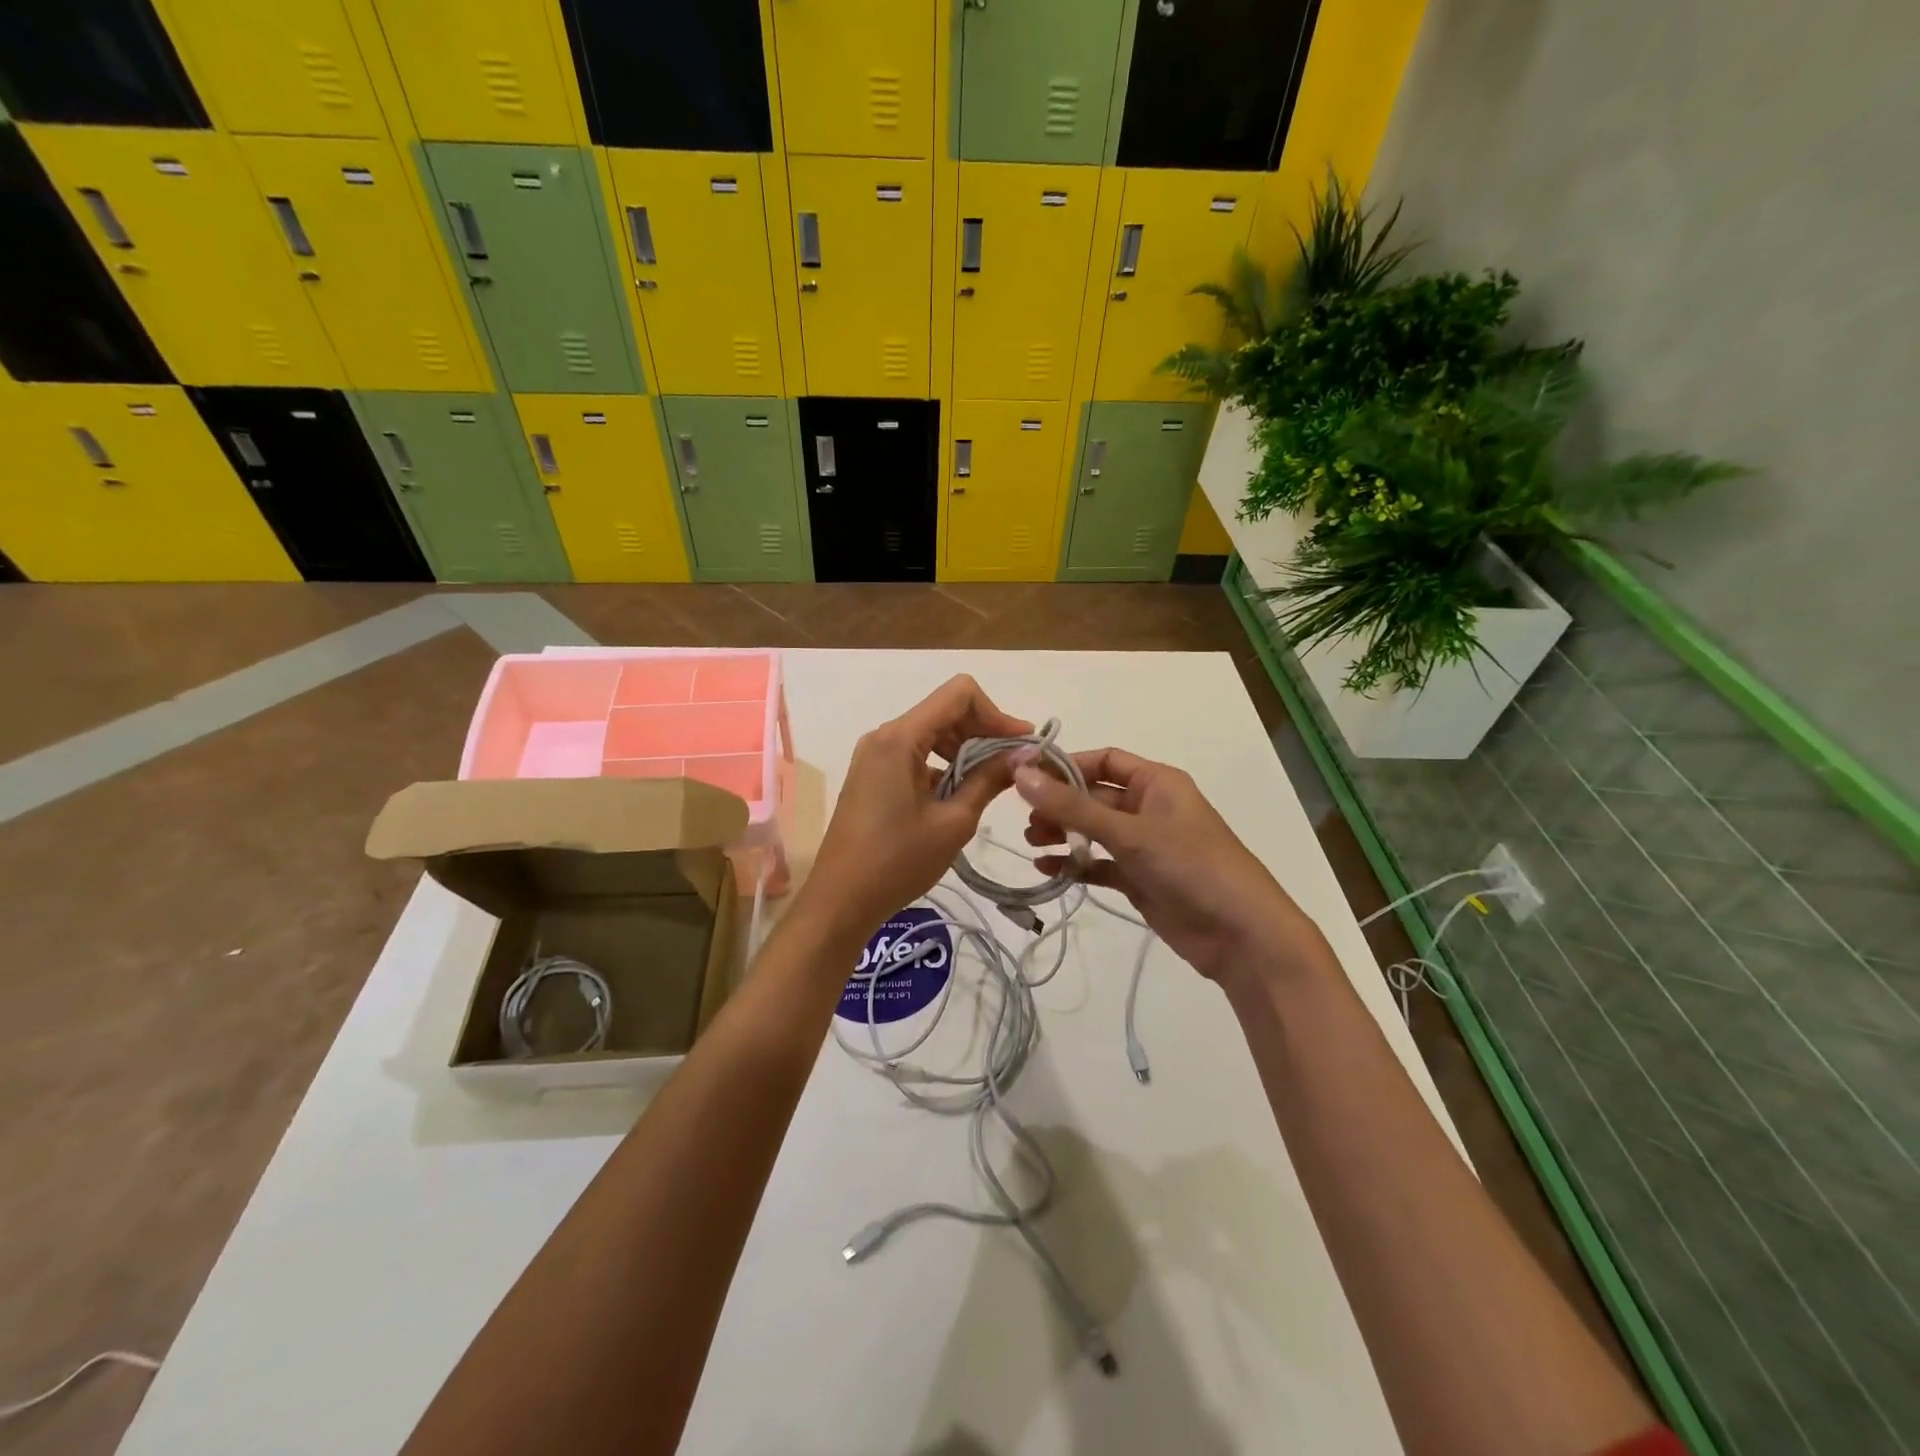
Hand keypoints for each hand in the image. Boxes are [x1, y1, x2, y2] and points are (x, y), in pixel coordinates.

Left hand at [799, 676, 1032, 944]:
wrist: (840, 901)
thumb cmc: (897, 862)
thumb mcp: (953, 822)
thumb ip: (989, 780)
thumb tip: (1025, 754)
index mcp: (900, 738)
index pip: (959, 694)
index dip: (997, 713)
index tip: (1022, 744)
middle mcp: (884, 736)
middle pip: (945, 710)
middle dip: (984, 731)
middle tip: (1016, 764)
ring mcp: (875, 755)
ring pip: (931, 732)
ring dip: (966, 748)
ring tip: (993, 780)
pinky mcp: (873, 774)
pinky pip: (916, 753)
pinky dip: (944, 764)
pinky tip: (962, 793)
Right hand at [1015, 748, 1307, 986]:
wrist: (1242, 936)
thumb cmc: (1191, 866)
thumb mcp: (1129, 832)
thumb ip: (1072, 807)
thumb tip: (1020, 773)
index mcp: (1157, 782)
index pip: (1103, 761)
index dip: (1065, 765)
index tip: (1024, 775)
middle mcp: (1150, 808)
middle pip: (1094, 796)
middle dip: (1059, 804)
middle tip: (1024, 819)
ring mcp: (1145, 845)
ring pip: (1094, 831)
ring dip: (1064, 833)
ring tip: (1031, 842)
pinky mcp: (1141, 879)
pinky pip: (1100, 864)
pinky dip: (1076, 865)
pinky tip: (1047, 870)